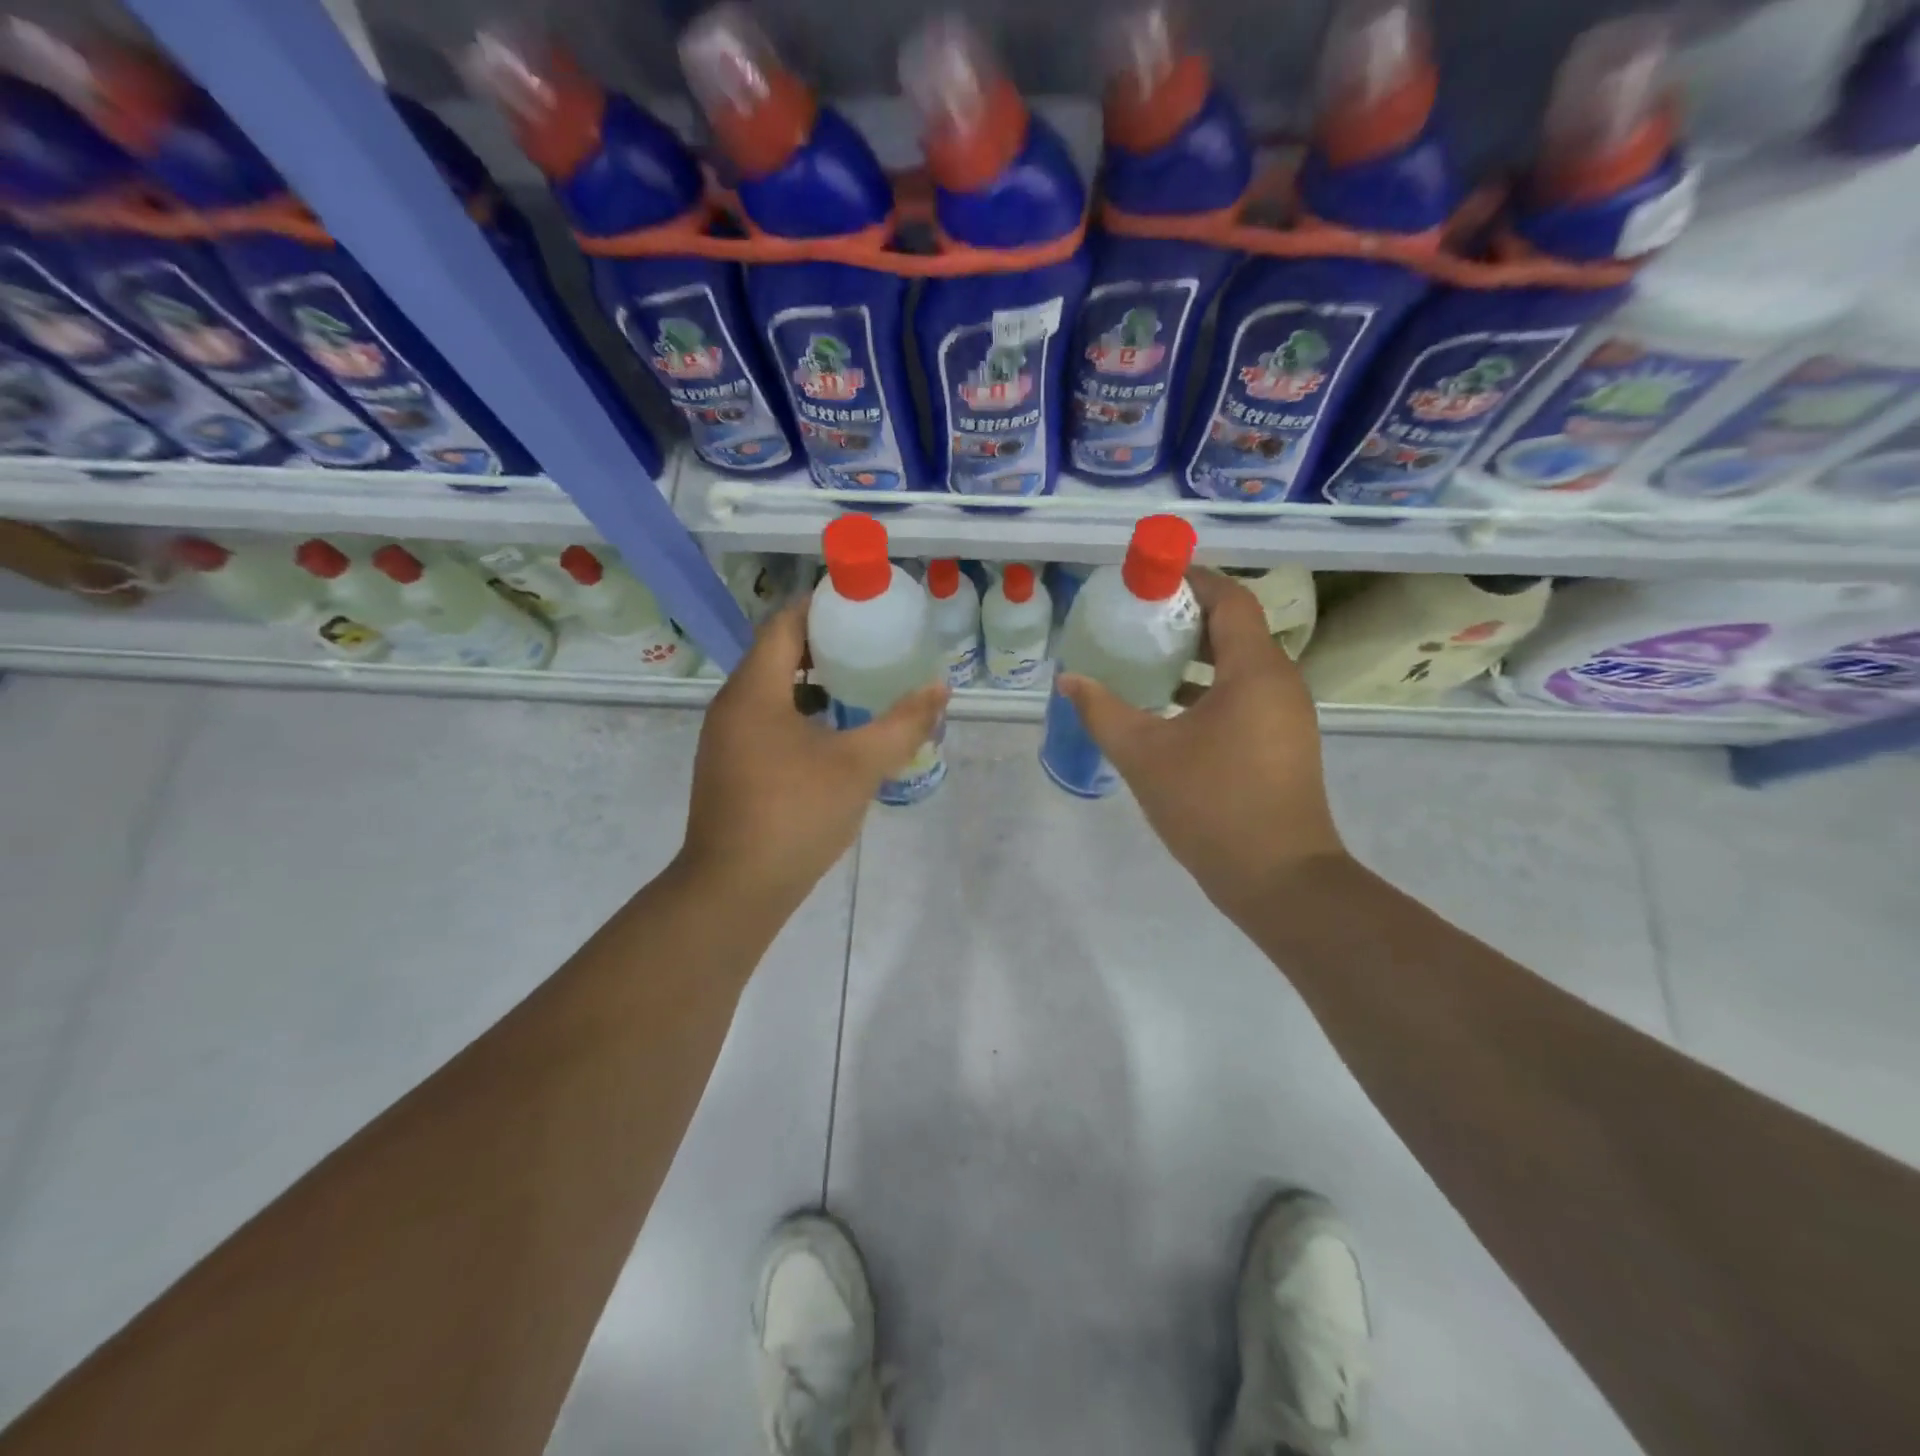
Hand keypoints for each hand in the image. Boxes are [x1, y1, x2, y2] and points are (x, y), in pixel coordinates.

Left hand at [677, 599, 948, 910]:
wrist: (735, 889)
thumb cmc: (795, 816)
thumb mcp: (859, 766)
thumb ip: (904, 724)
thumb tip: (941, 688)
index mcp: (755, 691)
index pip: (785, 623)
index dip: (823, 606)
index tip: (864, 605)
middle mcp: (732, 705)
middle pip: (777, 653)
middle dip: (825, 644)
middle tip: (873, 644)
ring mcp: (727, 739)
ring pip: (772, 691)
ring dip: (814, 682)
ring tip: (861, 685)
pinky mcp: (731, 767)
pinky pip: (767, 721)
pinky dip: (801, 714)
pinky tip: (836, 736)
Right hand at [1056, 569, 1344, 917]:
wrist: (1279, 880)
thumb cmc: (1212, 806)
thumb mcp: (1144, 755)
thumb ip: (1102, 711)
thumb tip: (1069, 680)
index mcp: (1255, 671)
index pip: (1230, 599)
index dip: (1191, 579)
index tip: (1149, 578)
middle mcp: (1280, 682)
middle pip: (1235, 628)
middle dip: (1185, 617)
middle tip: (1135, 619)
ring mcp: (1286, 715)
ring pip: (1239, 665)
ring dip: (1195, 656)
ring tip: (1144, 658)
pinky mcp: (1283, 743)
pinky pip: (1244, 695)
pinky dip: (1208, 688)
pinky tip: (1168, 709)